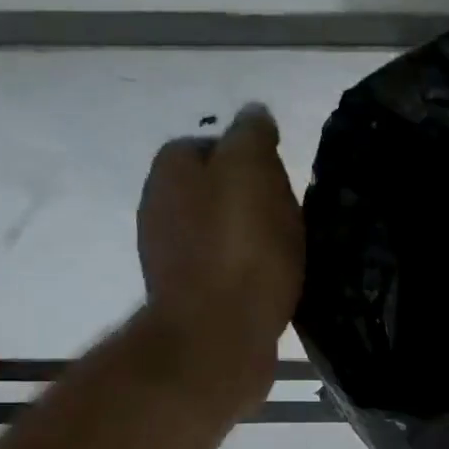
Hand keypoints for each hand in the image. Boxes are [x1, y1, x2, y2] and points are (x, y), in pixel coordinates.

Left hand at [136, 104, 304, 411]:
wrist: (219, 334)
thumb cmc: (242, 249)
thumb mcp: (253, 174)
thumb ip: (252, 136)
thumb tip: (254, 114)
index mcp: (172, 168)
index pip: (214, 145)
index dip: (252, 159)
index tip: (283, 182)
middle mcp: (159, 205)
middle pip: (216, 189)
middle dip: (251, 200)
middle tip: (290, 219)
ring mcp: (168, 253)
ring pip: (219, 229)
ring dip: (249, 237)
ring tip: (285, 255)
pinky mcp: (187, 294)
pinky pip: (222, 266)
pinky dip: (245, 269)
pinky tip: (270, 283)